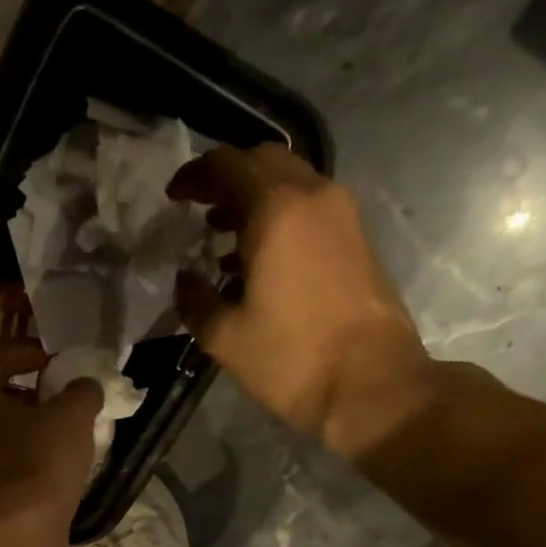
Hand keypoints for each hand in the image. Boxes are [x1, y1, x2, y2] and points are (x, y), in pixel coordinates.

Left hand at [0, 340, 102, 514]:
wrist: (17, 531)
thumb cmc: (38, 457)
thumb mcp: (72, 415)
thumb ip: (81, 392)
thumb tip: (85, 387)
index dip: (29, 353)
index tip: (57, 360)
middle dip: (25, 394)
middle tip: (57, 396)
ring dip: (23, 430)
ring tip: (59, 433)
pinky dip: (21, 461)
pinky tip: (48, 467)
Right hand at [170, 144, 437, 462]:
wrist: (371, 384)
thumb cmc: (291, 359)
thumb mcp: (225, 337)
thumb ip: (196, 299)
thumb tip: (185, 279)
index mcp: (276, 210)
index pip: (227, 165)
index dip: (194, 175)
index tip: (173, 197)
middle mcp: (313, 196)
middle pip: (263, 162)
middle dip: (226, 179)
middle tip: (198, 209)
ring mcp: (342, 215)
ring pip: (290, 182)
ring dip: (254, 198)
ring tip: (222, 236)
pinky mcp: (357, 239)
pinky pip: (309, 208)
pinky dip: (279, 217)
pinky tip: (258, 259)